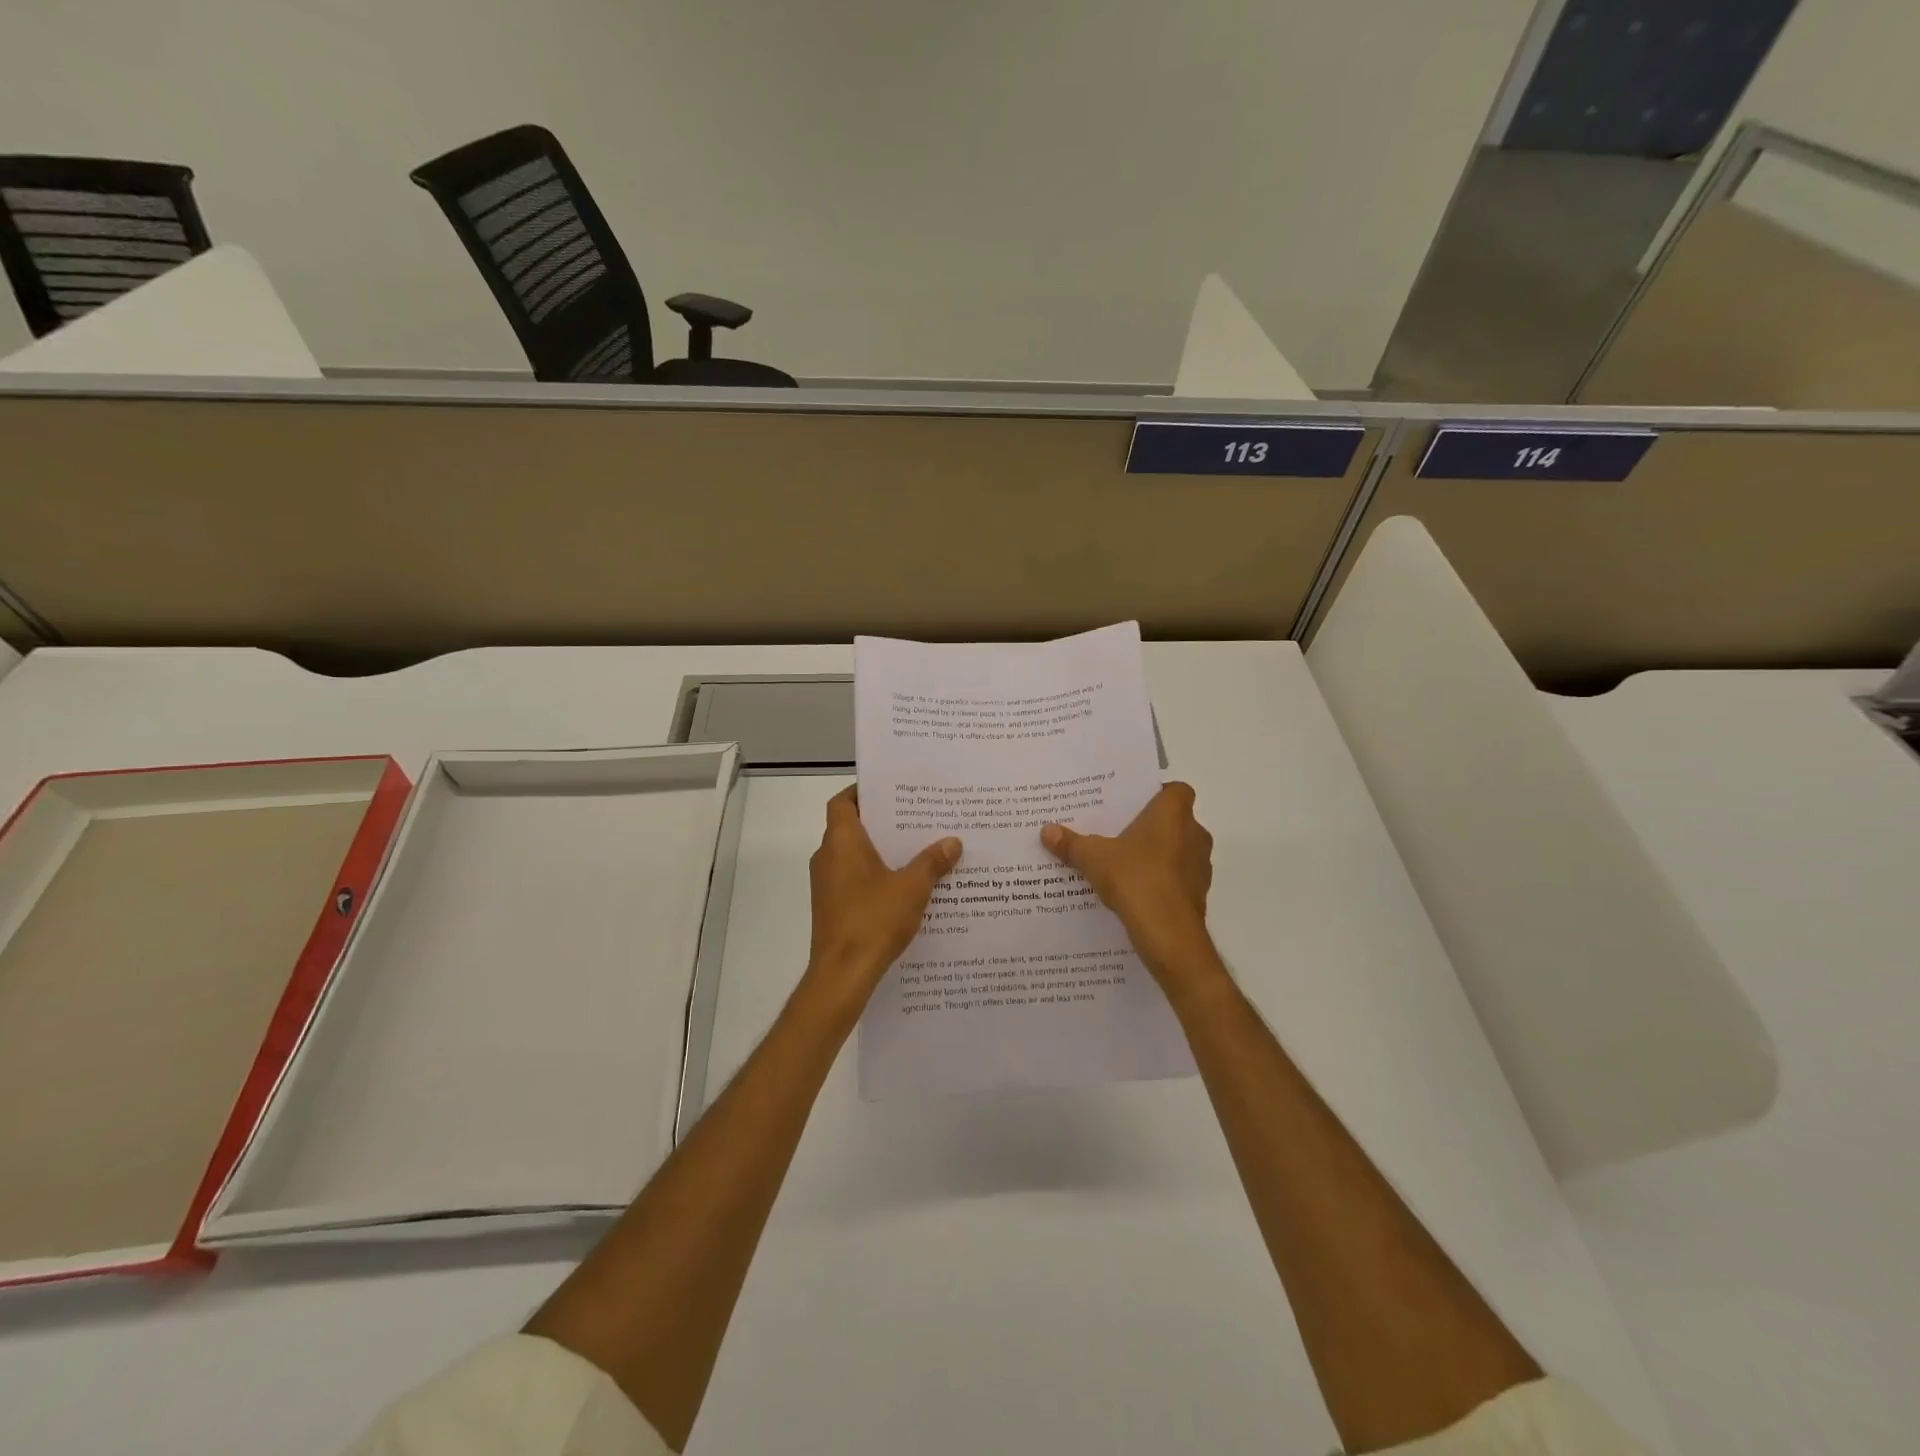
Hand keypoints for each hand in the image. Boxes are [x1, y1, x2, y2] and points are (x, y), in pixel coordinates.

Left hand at [804, 786, 961, 1018]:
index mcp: (842, 841)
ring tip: (916, 850)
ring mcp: (826, 884)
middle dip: (881, 823)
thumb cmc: (874, 918)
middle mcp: (827, 856)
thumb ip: (932, 861)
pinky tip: (904, 887)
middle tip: (915, 818)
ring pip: (853, 856)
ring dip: (880, 852)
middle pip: (851, 827)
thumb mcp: (913, 887)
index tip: (890, 790)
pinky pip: (853, 880)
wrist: (843, 974)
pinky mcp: (831, 907)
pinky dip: (874, 876)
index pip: (843, 802)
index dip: (862, 792)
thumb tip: (953, 842)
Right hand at [1041, 782, 1218, 988]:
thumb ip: (1071, 843)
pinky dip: (1161, 879)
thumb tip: (1046, 830)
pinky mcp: (1198, 893)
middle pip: (1174, 820)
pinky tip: (1134, 889)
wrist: (1170, 936)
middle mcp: (1194, 833)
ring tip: (1123, 861)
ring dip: (1157, 853)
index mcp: (1173, 814)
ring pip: (1178, 849)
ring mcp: (1200, 865)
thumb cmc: (1136, 880)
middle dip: (1150, 825)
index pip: (1175, 790)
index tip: (1131, 804)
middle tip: (1118, 831)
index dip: (1156, 793)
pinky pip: (1177, 877)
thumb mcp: (1094, 859)